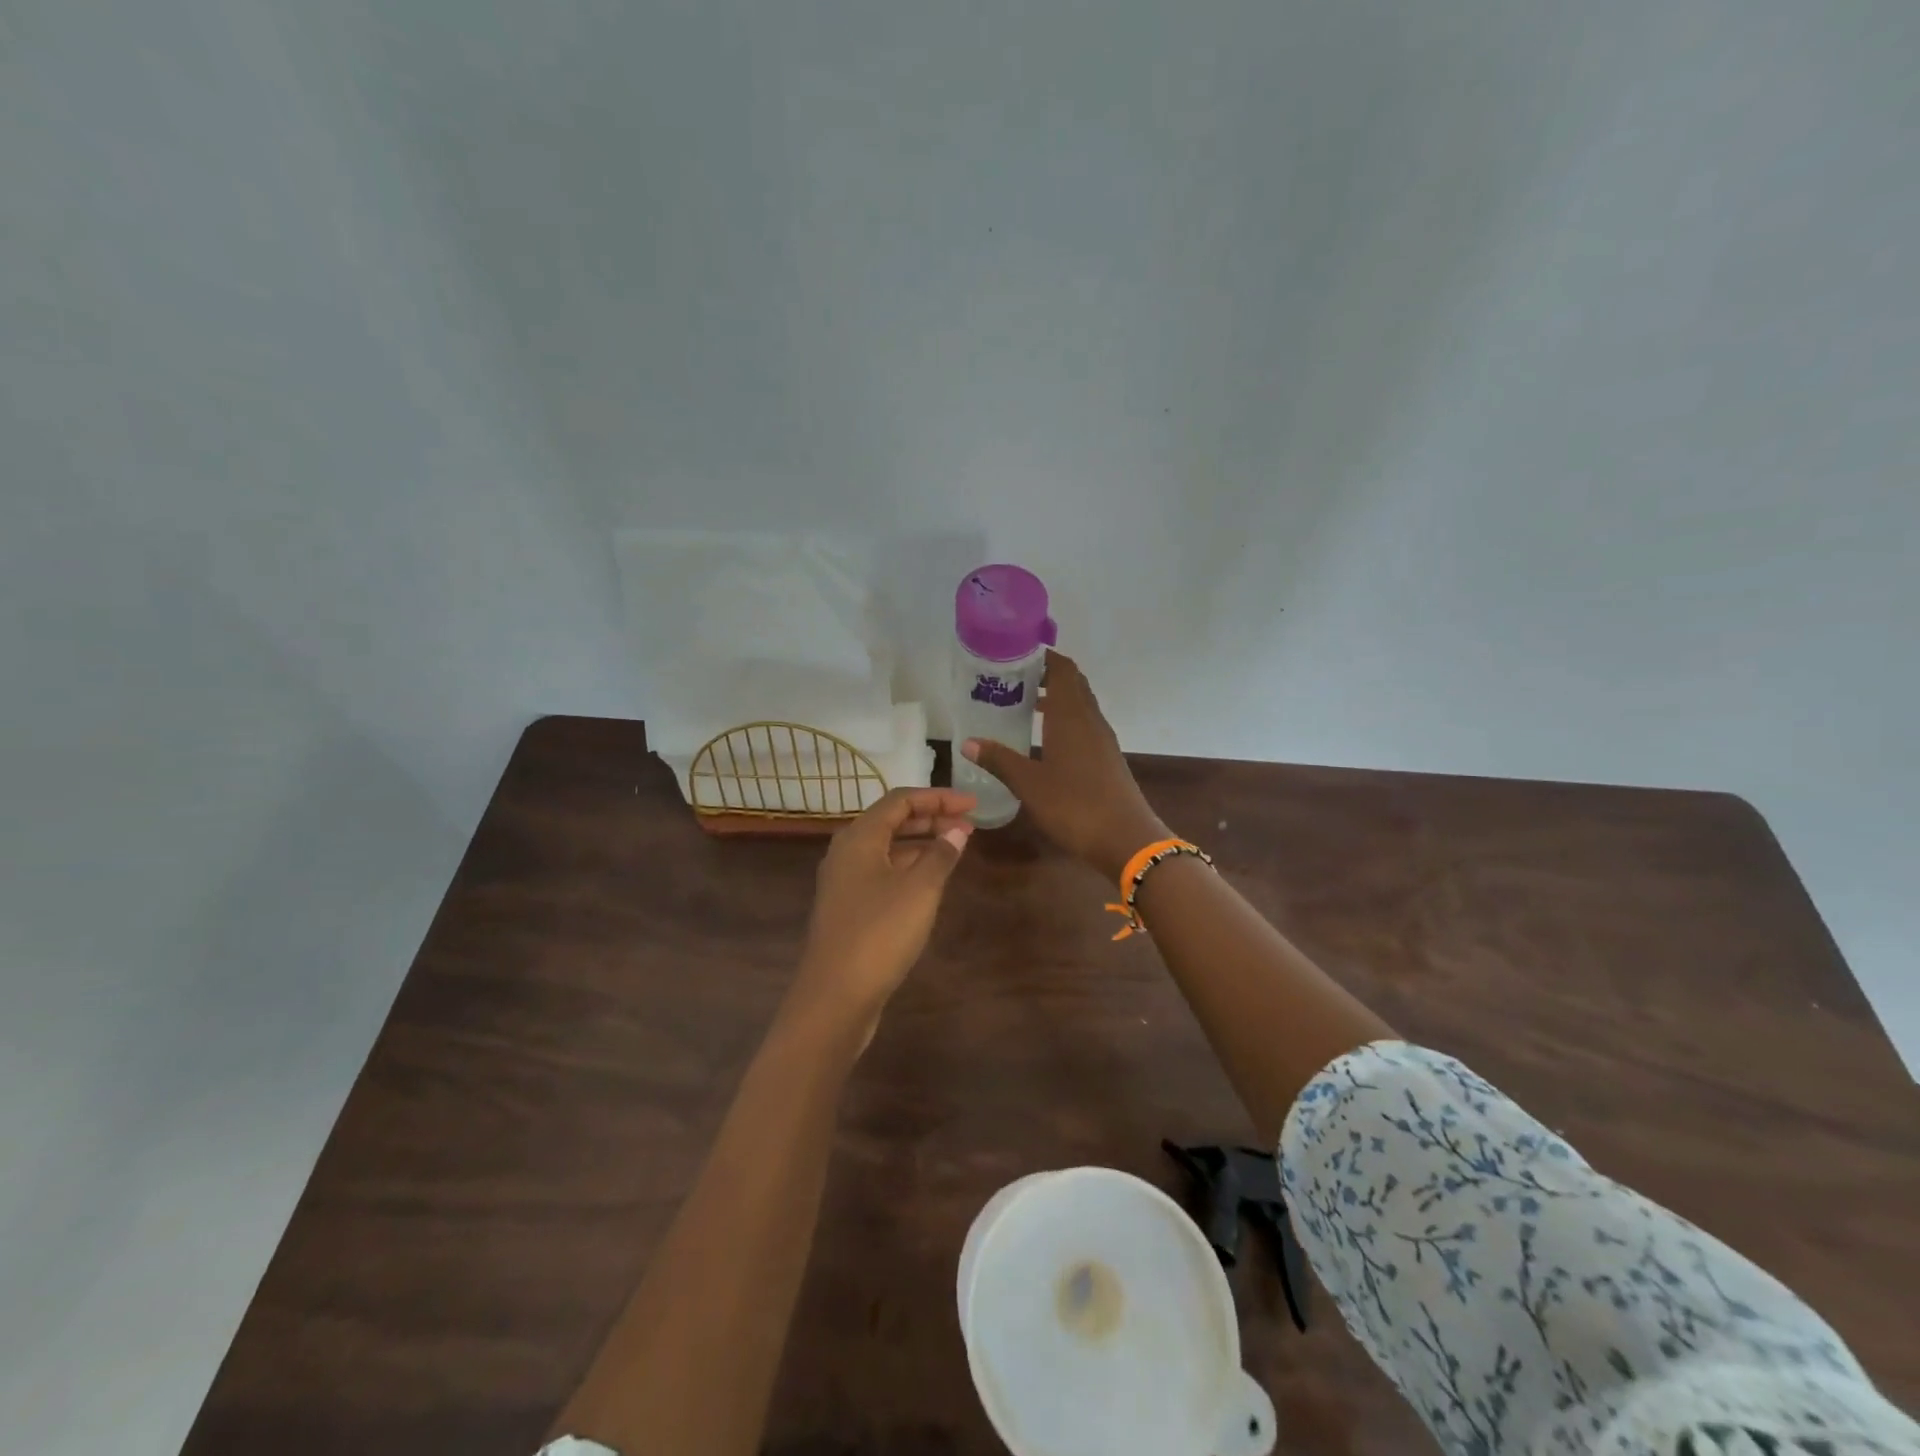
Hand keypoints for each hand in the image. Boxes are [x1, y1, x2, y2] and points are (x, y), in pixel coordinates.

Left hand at [789, 788, 975, 1036]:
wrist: (835, 996)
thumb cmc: (879, 933)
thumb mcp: (920, 890)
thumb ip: (941, 855)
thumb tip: (957, 830)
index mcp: (859, 837)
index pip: (901, 800)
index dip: (939, 797)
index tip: (973, 803)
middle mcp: (847, 852)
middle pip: (892, 821)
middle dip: (931, 817)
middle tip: (969, 824)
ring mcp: (844, 881)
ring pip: (887, 848)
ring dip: (921, 842)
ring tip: (956, 847)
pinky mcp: (848, 907)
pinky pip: (882, 871)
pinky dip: (909, 866)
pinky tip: (931, 879)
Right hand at [962, 651, 1168, 881]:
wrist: (1126, 839)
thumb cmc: (1074, 806)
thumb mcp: (1029, 784)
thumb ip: (999, 760)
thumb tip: (968, 742)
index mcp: (1072, 716)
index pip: (1063, 669)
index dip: (1043, 657)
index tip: (1016, 655)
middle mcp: (1090, 720)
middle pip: (1073, 684)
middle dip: (1047, 675)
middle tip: (1014, 679)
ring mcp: (1103, 740)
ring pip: (1080, 705)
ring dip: (1057, 699)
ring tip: (1024, 705)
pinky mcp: (1108, 758)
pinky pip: (1085, 726)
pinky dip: (1065, 720)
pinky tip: (1046, 739)